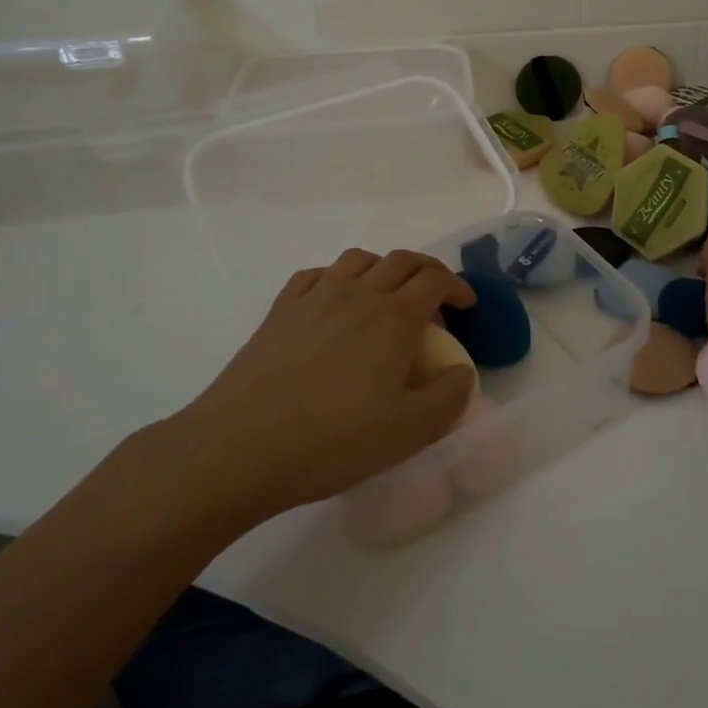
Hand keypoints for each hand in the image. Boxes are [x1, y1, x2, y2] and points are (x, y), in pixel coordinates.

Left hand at [163, 249, 477, 523]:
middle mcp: (359, 294)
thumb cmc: (333, 440)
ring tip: (388, 297)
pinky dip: (338, 278)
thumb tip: (462, 372)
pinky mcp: (281, 310)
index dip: (458, 287)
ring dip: (384, 268)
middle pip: (402, 261)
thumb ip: (449, 397)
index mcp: (394, 318)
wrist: (240, 447)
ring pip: (359, 260)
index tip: (467, 306)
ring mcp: (316, 297)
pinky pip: (317, 274)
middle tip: (436, 299)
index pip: (436, 280)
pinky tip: (335, 302)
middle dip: (428, 272)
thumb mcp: (409, 432)